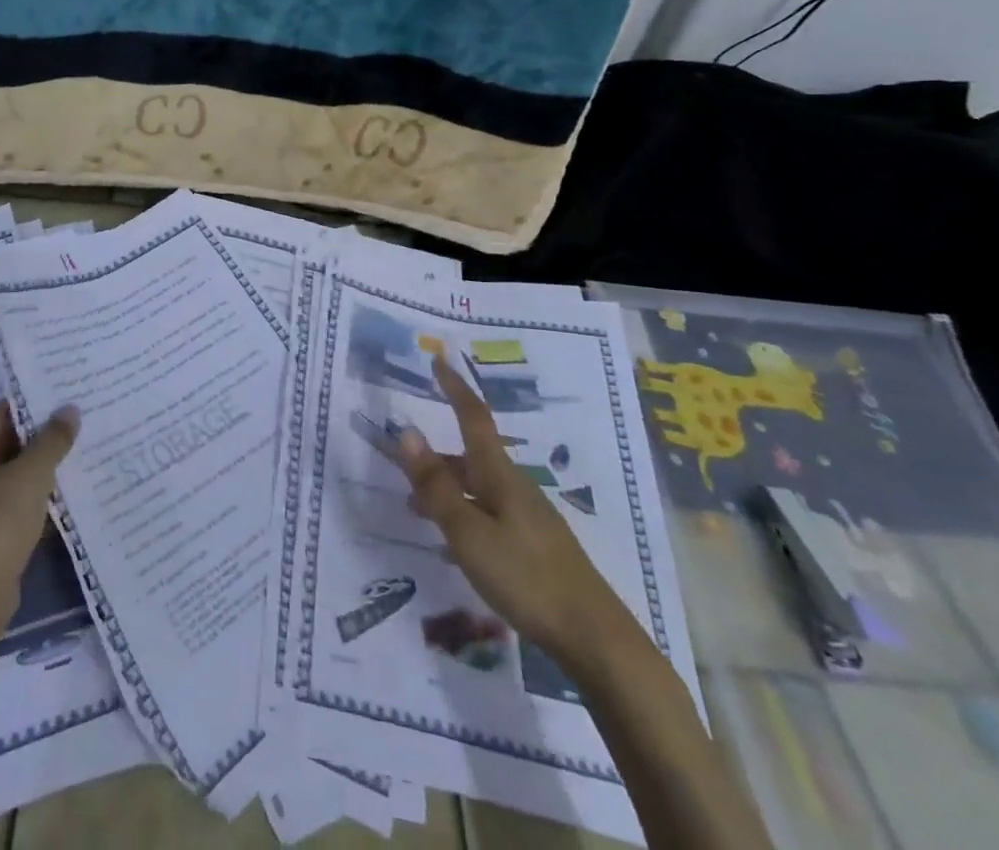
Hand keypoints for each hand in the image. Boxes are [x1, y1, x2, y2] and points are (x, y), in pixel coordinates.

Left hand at [0, 400, 79, 620]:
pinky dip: (22, 497)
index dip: (32, 408)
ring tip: (70, 461)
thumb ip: (52, 439)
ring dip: (31, 470)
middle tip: (74, 431)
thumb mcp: (33, 474)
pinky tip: (52, 498)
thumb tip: (69, 409)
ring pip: (1, 473)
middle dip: (35, 439)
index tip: (64, 406)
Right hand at [392, 356, 634, 663]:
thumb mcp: (468, 532)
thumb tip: (407, 431)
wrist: (595, 638)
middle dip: (437, 455)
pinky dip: (463, 513)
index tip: (438, 360)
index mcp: (499, 475)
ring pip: (478, 487)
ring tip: (415, 508)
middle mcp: (514, 487)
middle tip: (403, 464)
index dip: (455, 388)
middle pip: (471, 456)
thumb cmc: (526, 577)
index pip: (474, 417)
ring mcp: (528, 517)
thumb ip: (436, 485)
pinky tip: (452, 543)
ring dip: (446, 488)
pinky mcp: (535, 545)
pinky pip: (488, 512)